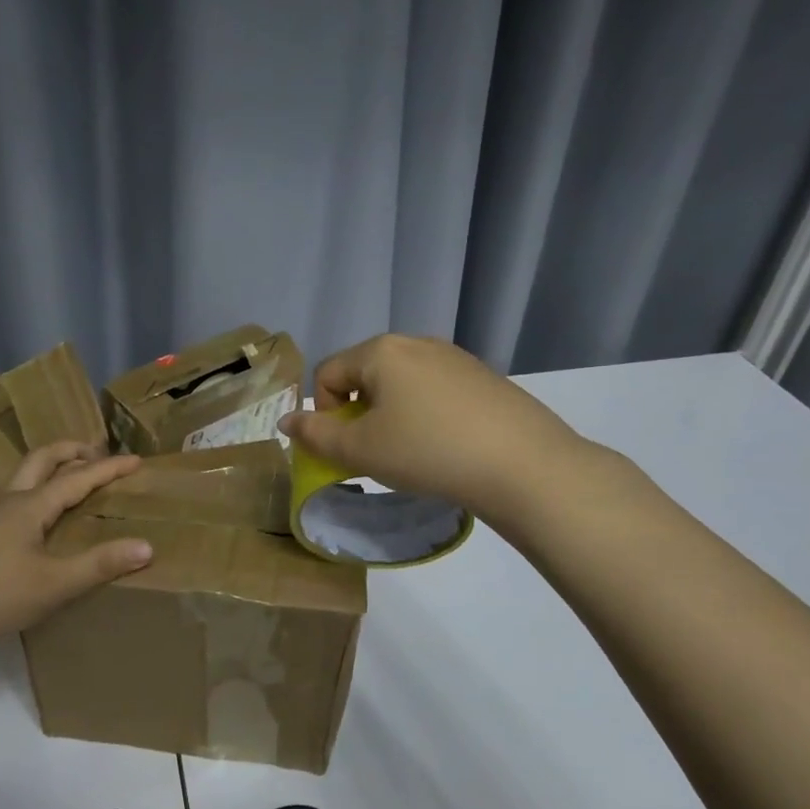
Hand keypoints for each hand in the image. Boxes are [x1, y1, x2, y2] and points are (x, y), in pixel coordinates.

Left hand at [0, 441, 153, 663]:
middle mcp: (9, 501)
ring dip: (53, 468)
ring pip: (25, 476)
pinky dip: (39, 490)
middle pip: (42, 459)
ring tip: (74, 478)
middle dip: (73, 451)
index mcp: (29, 505)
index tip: (137, 460)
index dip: (108, 469)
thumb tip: (147, 546)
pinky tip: (42, 517)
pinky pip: (17, 497)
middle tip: (99, 454)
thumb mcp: (54, 584)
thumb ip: (100, 564)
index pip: (77, 477)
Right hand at [279, 334, 586, 513]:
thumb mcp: (361, 450)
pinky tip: (446, 445)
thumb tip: (287, 421)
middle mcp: (416, 343)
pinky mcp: (483, 377)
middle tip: (377, 452)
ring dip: (391, 415)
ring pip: (401, 384)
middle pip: (365, 375)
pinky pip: (434, 391)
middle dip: (359, 413)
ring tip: (412, 451)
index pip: (328, 374)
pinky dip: (426, 415)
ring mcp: (454, 357)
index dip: (325, 414)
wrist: (523, 465)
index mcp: (380, 351)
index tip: (348, 448)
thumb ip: (316, 435)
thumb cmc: (427, 452)